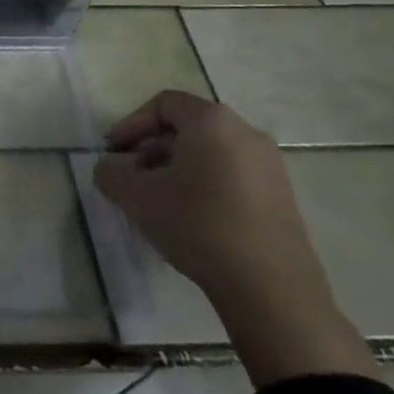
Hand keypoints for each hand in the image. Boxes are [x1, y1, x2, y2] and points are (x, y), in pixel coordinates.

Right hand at [93, 90, 375, 386]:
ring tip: (157, 200)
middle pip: (187, 127)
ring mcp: (269, 166)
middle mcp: (246, 132)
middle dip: (151, 148)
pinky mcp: (282, 197)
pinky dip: (205, 184)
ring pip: (210, 152)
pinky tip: (191, 218)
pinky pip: (232, 175)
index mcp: (212, 121)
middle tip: (131, 176)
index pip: (163, 104)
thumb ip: (111, 172)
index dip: (130, 124)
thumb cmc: (198, 225)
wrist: (271, 289)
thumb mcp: (136, 196)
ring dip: (176, 168)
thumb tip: (111, 166)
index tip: (112, 152)